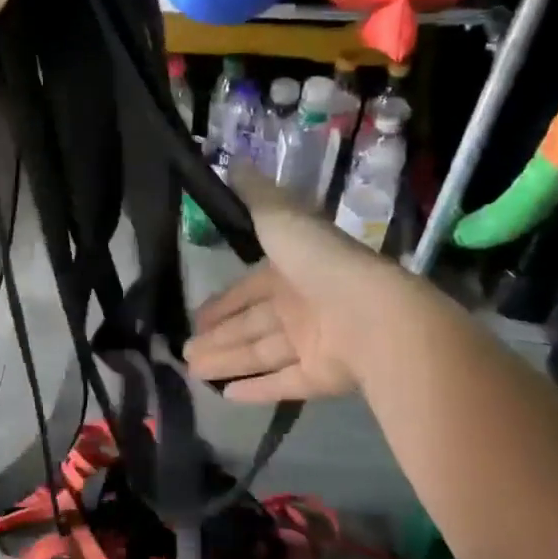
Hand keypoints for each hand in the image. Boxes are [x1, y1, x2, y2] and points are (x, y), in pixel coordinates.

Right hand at [185, 169, 395, 403]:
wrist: (373, 313)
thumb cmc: (320, 263)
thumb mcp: (281, 218)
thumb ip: (256, 195)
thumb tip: (234, 162)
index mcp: (291, 271)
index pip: (248, 289)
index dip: (222, 302)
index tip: (196, 316)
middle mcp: (301, 306)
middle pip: (250, 325)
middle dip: (218, 337)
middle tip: (184, 352)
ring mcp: (313, 342)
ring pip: (260, 354)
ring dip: (227, 362)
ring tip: (192, 373)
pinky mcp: (322, 376)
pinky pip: (283, 383)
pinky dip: (257, 389)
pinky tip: (227, 397)